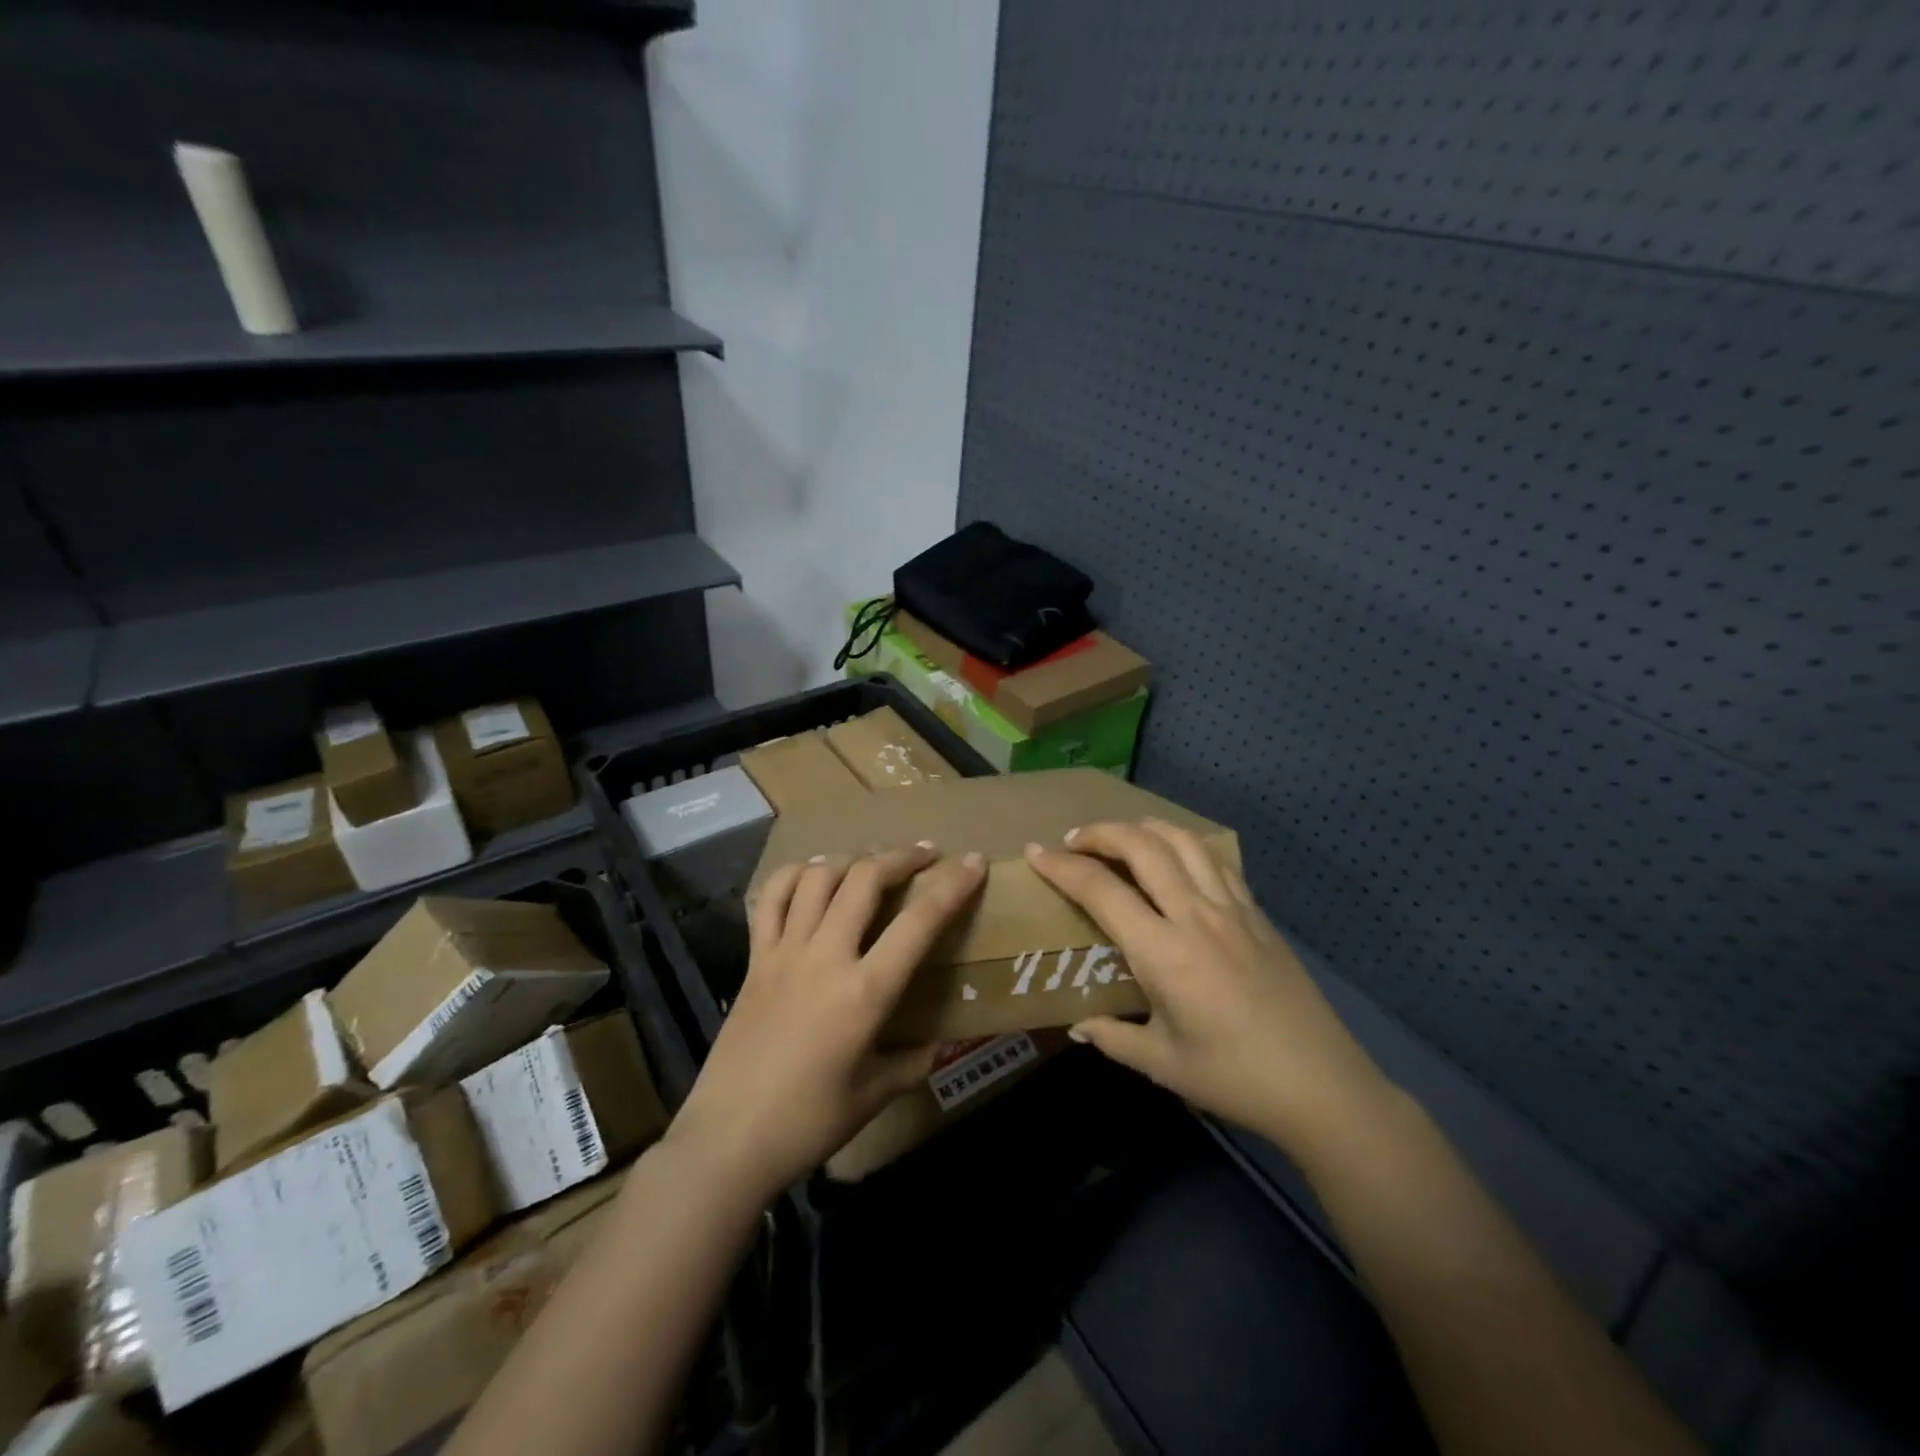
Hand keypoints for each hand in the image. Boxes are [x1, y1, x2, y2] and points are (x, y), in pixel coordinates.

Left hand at [665, 844, 985, 1203]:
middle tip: (926, 855)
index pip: (919, 923)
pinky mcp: (754, 958)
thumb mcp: (874, 1095)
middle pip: (866, 879)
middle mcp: (825, 957)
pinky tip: (813, 877)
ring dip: (852, 860)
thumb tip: (935, 1044)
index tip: (974, 862)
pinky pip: (771, 898)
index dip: (952, 886)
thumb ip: (911, 1062)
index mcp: (864, 992)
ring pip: (819, 877)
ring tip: (872, 865)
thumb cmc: (808, 1123)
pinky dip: (795, 875)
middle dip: (902, 857)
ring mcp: (784, 952)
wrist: (727, 1140)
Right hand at [1026, 820, 1392, 1155]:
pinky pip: (1216, 860)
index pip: (1101, 890)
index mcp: (1164, 953)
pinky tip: (1175, 857)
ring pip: (1182, 841)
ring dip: (1143, 828)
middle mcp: (1195, 916)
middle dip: (1100, 832)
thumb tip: (1078, 1026)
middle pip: (1142, 846)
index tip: (1035, 853)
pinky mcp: (1258, 913)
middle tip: (1073, 840)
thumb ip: (1113, 1036)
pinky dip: (1185, 844)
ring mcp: (1232, 909)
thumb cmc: (1234, 1078)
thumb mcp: (1163, 1063)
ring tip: (1120, 836)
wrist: (1322, 1085)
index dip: (1062, 866)